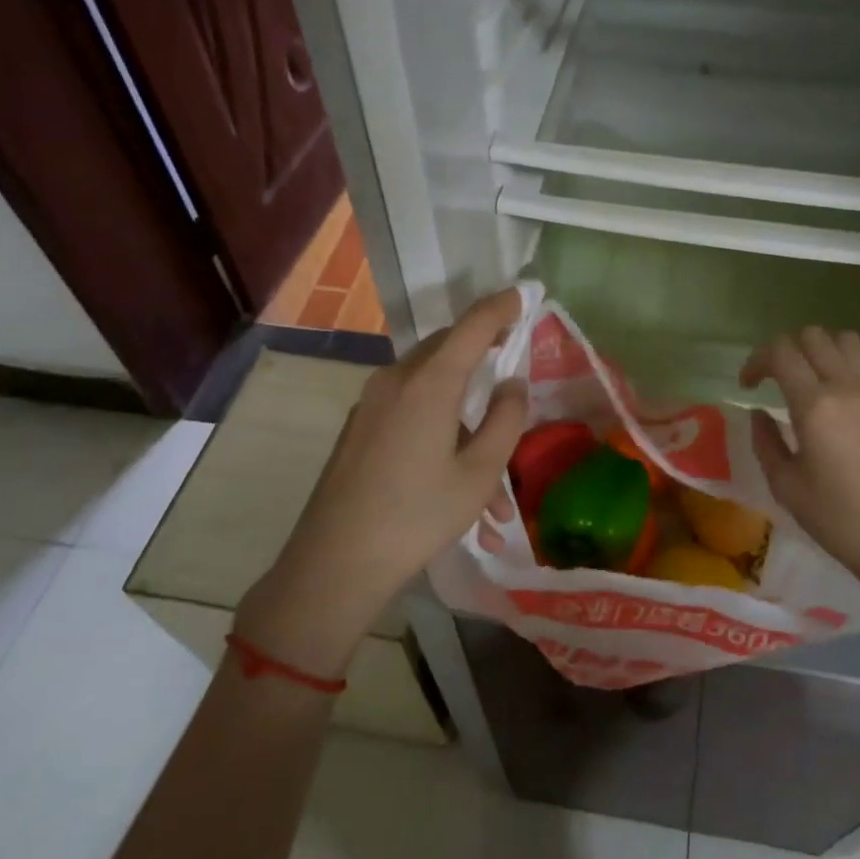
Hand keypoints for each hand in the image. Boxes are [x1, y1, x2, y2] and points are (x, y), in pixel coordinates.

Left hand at [233, 288, 526, 673]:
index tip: (524, 295)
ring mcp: (372, 403)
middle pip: (448, 349)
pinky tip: (456, 489)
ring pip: (430, 388)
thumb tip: (514, 383)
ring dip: (465, 416)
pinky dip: (440, 432)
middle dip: (483, 353)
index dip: (502, 307)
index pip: (473, 326)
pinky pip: (410, 411)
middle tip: (511, 364)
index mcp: (429, 382)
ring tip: (493, 492)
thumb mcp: (480, 472)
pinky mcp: (360, 427)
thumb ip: (505, 419)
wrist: (335, 563)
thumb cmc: (418, 516)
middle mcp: (396, 380)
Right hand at [740, 327, 859, 591]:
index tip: (747, 386)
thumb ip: (766, 441)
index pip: (781, 352)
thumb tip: (759, 413)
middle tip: (772, 380)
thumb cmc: (837, 519)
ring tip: (807, 379)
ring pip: (844, 340)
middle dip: (784, 350)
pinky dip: (845, 363)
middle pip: (812, 336)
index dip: (756, 360)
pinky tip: (836, 394)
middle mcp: (848, 387)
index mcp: (816, 406)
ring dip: (818, 349)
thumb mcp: (786, 485)